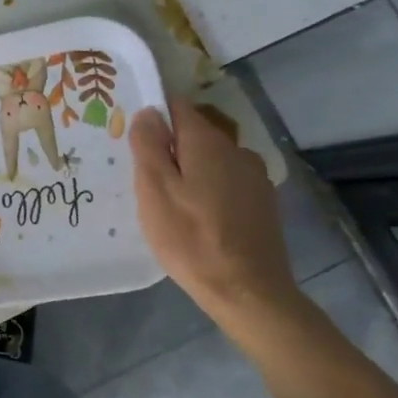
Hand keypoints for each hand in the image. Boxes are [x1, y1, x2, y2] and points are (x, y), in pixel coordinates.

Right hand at [131, 96, 300, 322]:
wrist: (247, 291)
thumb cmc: (190, 238)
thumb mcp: (154, 190)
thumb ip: (149, 145)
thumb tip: (148, 111)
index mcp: (208, 142)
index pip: (177, 106)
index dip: (153, 116)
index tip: (135, 140)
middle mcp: (236, 149)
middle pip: (195, 134)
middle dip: (170, 148)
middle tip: (146, 180)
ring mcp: (255, 176)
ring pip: (211, 159)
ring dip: (190, 170)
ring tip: (171, 203)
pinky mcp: (263, 202)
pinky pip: (226, 181)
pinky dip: (209, 189)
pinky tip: (198, 218)